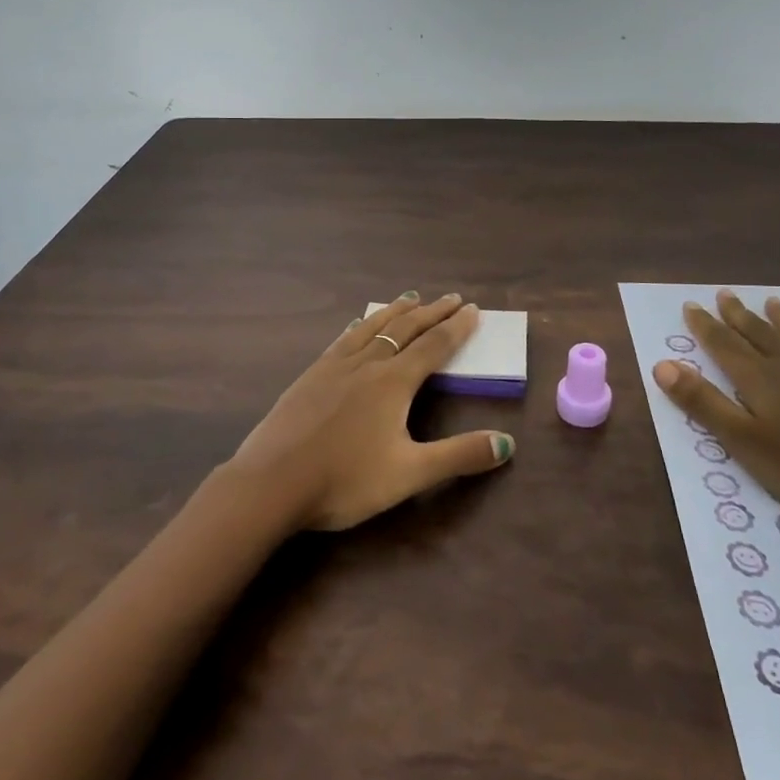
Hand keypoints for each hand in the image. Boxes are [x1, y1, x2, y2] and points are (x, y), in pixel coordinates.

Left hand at [223, 292, 514, 531]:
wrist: (272, 482)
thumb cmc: (345, 481)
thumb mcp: (410, 474)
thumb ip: (459, 456)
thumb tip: (507, 442)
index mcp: (393, 383)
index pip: (433, 346)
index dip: (456, 328)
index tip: (472, 309)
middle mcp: (366, 364)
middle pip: (405, 329)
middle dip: (432, 312)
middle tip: (452, 297)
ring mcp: (333, 366)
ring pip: (372, 328)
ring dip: (396, 311)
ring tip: (410, 297)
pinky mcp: (310, 375)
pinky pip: (343, 339)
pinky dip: (360, 326)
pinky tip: (357, 325)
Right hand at [650, 290, 779, 529]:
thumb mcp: (745, 442)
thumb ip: (703, 402)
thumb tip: (662, 363)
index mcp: (760, 380)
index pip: (723, 345)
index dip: (705, 325)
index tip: (690, 305)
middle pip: (760, 334)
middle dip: (738, 315)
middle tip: (724, 294)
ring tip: (771, 301)